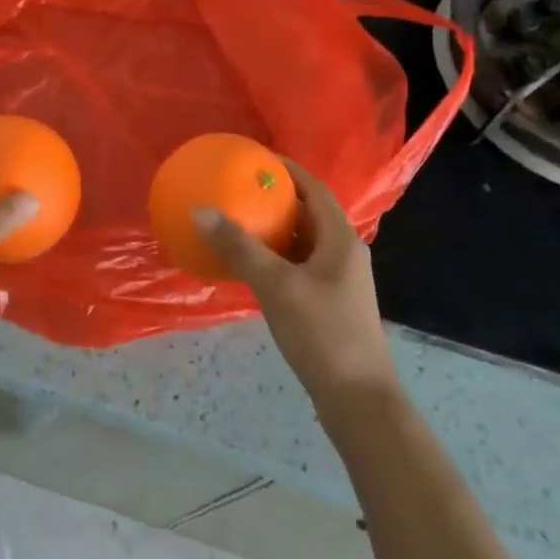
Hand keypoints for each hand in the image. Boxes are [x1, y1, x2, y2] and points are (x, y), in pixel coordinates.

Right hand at [195, 160, 402, 421]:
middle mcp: (342, 252)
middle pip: (307, 212)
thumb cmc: (323, 333)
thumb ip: (240, 247)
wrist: (358, 400)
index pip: (313, 188)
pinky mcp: (327, 303)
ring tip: (236, 221)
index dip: (286, 169)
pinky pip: (297, 265)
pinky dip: (274, 257)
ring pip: (301, 241)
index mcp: (340, 238)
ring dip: (272, 229)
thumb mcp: (277, 285)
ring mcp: (337, 280)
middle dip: (274, 198)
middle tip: (236, 189)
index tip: (252, 158)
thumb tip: (201, 211)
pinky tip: (247, 266)